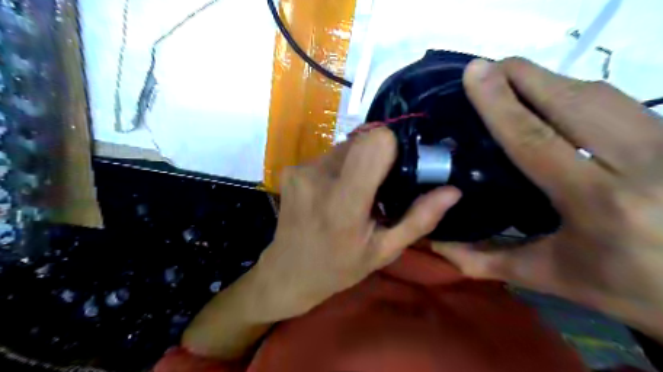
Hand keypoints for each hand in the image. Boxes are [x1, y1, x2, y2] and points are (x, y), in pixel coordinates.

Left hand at [255, 128, 461, 319]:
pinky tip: (333, 192)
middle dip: (376, 157)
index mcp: (344, 203)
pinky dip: (338, 168)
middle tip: (378, 186)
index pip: (375, 142)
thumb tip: (452, 191)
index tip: (397, 167)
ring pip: (344, 146)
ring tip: (354, 192)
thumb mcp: (384, 251)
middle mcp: (318, 178)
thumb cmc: (339, 268)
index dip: (392, 147)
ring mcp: (300, 171)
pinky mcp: (290, 169)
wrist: (288, 273)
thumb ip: (419, 219)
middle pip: (360, 140)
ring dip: (356, 163)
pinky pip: (327, 156)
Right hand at [433, 58, 662, 338]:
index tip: (475, 72)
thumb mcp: (551, 276)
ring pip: (598, 92)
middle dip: (523, 76)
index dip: (500, 103)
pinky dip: (575, 91)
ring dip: (548, 80)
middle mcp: (641, 164)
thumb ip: (486, 260)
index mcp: (598, 204)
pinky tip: (550, 98)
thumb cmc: (626, 287)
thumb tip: (435, 244)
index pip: (536, 140)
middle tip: (485, 69)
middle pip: (571, 100)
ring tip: (510, 81)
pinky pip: (616, 100)